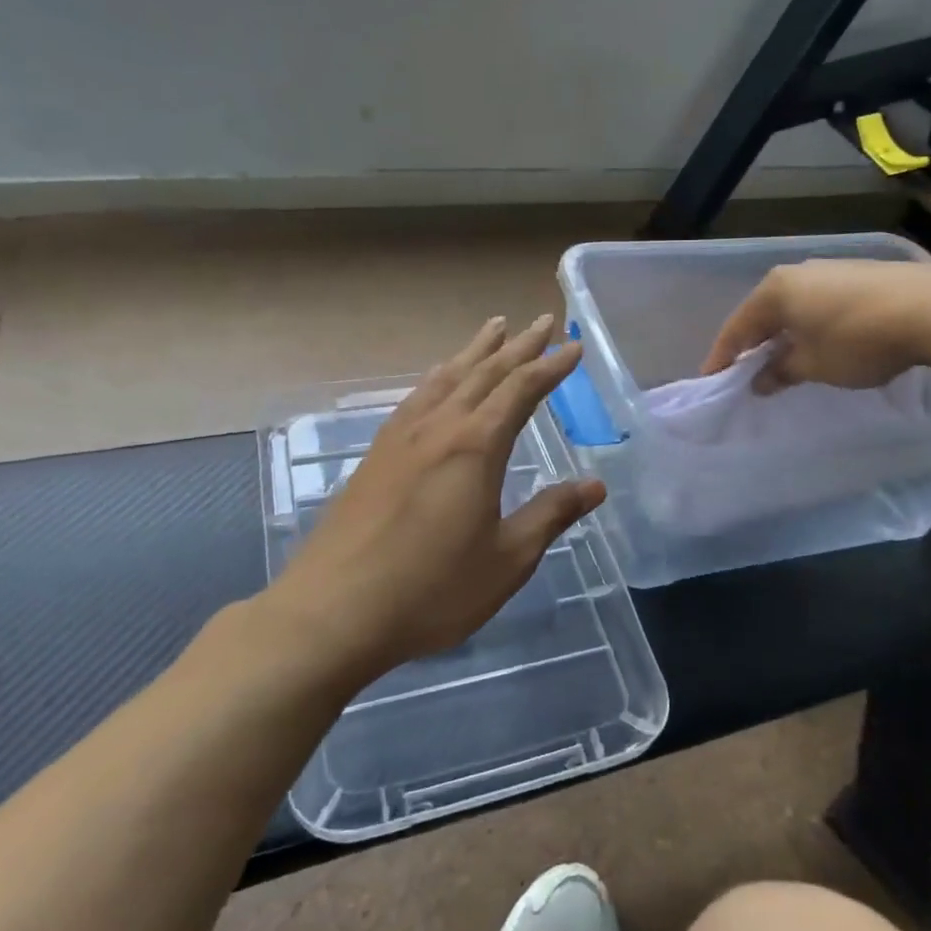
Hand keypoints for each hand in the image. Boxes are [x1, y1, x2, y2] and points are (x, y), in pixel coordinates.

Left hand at [276, 314, 604, 677]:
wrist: (335, 610)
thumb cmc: (433, 589)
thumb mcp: (507, 559)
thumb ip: (551, 515)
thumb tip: (596, 485)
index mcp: (476, 446)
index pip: (521, 390)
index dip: (551, 366)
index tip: (573, 346)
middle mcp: (439, 428)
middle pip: (485, 372)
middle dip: (518, 345)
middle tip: (543, 321)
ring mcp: (401, 437)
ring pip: (447, 377)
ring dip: (475, 350)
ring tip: (494, 327)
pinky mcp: (376, 455)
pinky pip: (418, 397)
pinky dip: (440, 376)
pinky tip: (439, 380)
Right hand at [701, 259, 930, 391]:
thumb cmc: (859, 340)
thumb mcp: (814, 365)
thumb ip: (782, 371)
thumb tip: (760, 380)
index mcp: (775, 290)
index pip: (737, 328)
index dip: (723, 358)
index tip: (712, 382)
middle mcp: (798, 272)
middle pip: (765, 314)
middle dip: (755, 345)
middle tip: (746, 374)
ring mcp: (832, 270)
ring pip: (795, 308)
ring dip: (786, 336)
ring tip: (784, 363)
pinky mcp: (861, 276)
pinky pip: (821, 305)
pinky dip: (812, 327)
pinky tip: (822, 345)